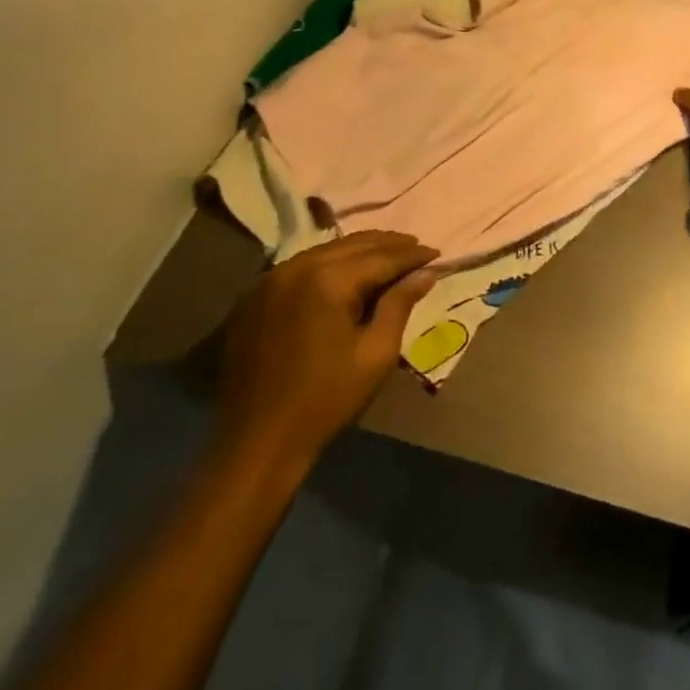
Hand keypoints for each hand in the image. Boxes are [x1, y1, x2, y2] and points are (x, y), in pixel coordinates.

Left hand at [216, 231, 438, 463]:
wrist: (256, 444)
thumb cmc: (325, 401)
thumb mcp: (376, 355)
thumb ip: (400, 305)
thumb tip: (424, 273)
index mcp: (328, 280)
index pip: (381, 257)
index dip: (411, 255)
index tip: (435, 253)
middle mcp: (297, 267)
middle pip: (352, 245)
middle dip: (387, 245)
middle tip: (415, 246)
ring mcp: (269, 279)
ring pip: (325, 251)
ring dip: (358, 251)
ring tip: (385, 256)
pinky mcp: (253, 297)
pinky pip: (300, 267)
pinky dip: (327, 264)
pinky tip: (343, 274)